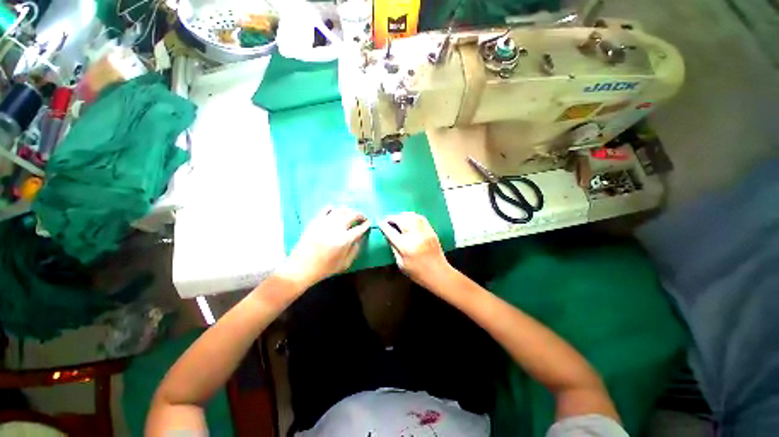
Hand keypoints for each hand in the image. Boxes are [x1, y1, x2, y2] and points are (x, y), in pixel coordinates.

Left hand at [279, 206, 369, 287]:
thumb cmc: (325, 268)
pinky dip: (333, 208)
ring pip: (340, 210)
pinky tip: (336, 211)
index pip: (359, 228)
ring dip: (348, 210)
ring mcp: (324, 223)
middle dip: (360, 215)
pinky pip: (325, 209)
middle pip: (351, 215)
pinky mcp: (315, 221)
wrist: (301, 267)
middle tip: (362, 218)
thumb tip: (360, 238)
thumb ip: (355, 250)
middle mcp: (336, 228)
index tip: (369, 223)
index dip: (366, 225)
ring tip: (350, 214)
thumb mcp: (345, 264)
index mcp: (344, 240)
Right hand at [378, 212, 451, 288]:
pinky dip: (412, 216)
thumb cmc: (418, 273)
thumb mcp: (401, 264)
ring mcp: (424, 232)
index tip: (380, 223)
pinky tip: (409, 219)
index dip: (384, 226)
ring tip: (397, 219)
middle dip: (392, 218)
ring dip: (402, 215)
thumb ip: (393, 248)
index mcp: (406, 247)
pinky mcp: (431, 231)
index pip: (391, 231)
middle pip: (401, 220)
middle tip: (388, 220)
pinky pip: (420, 218)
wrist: (439, 274)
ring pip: (411, 216)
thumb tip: (388, 235)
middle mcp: (415, 236)